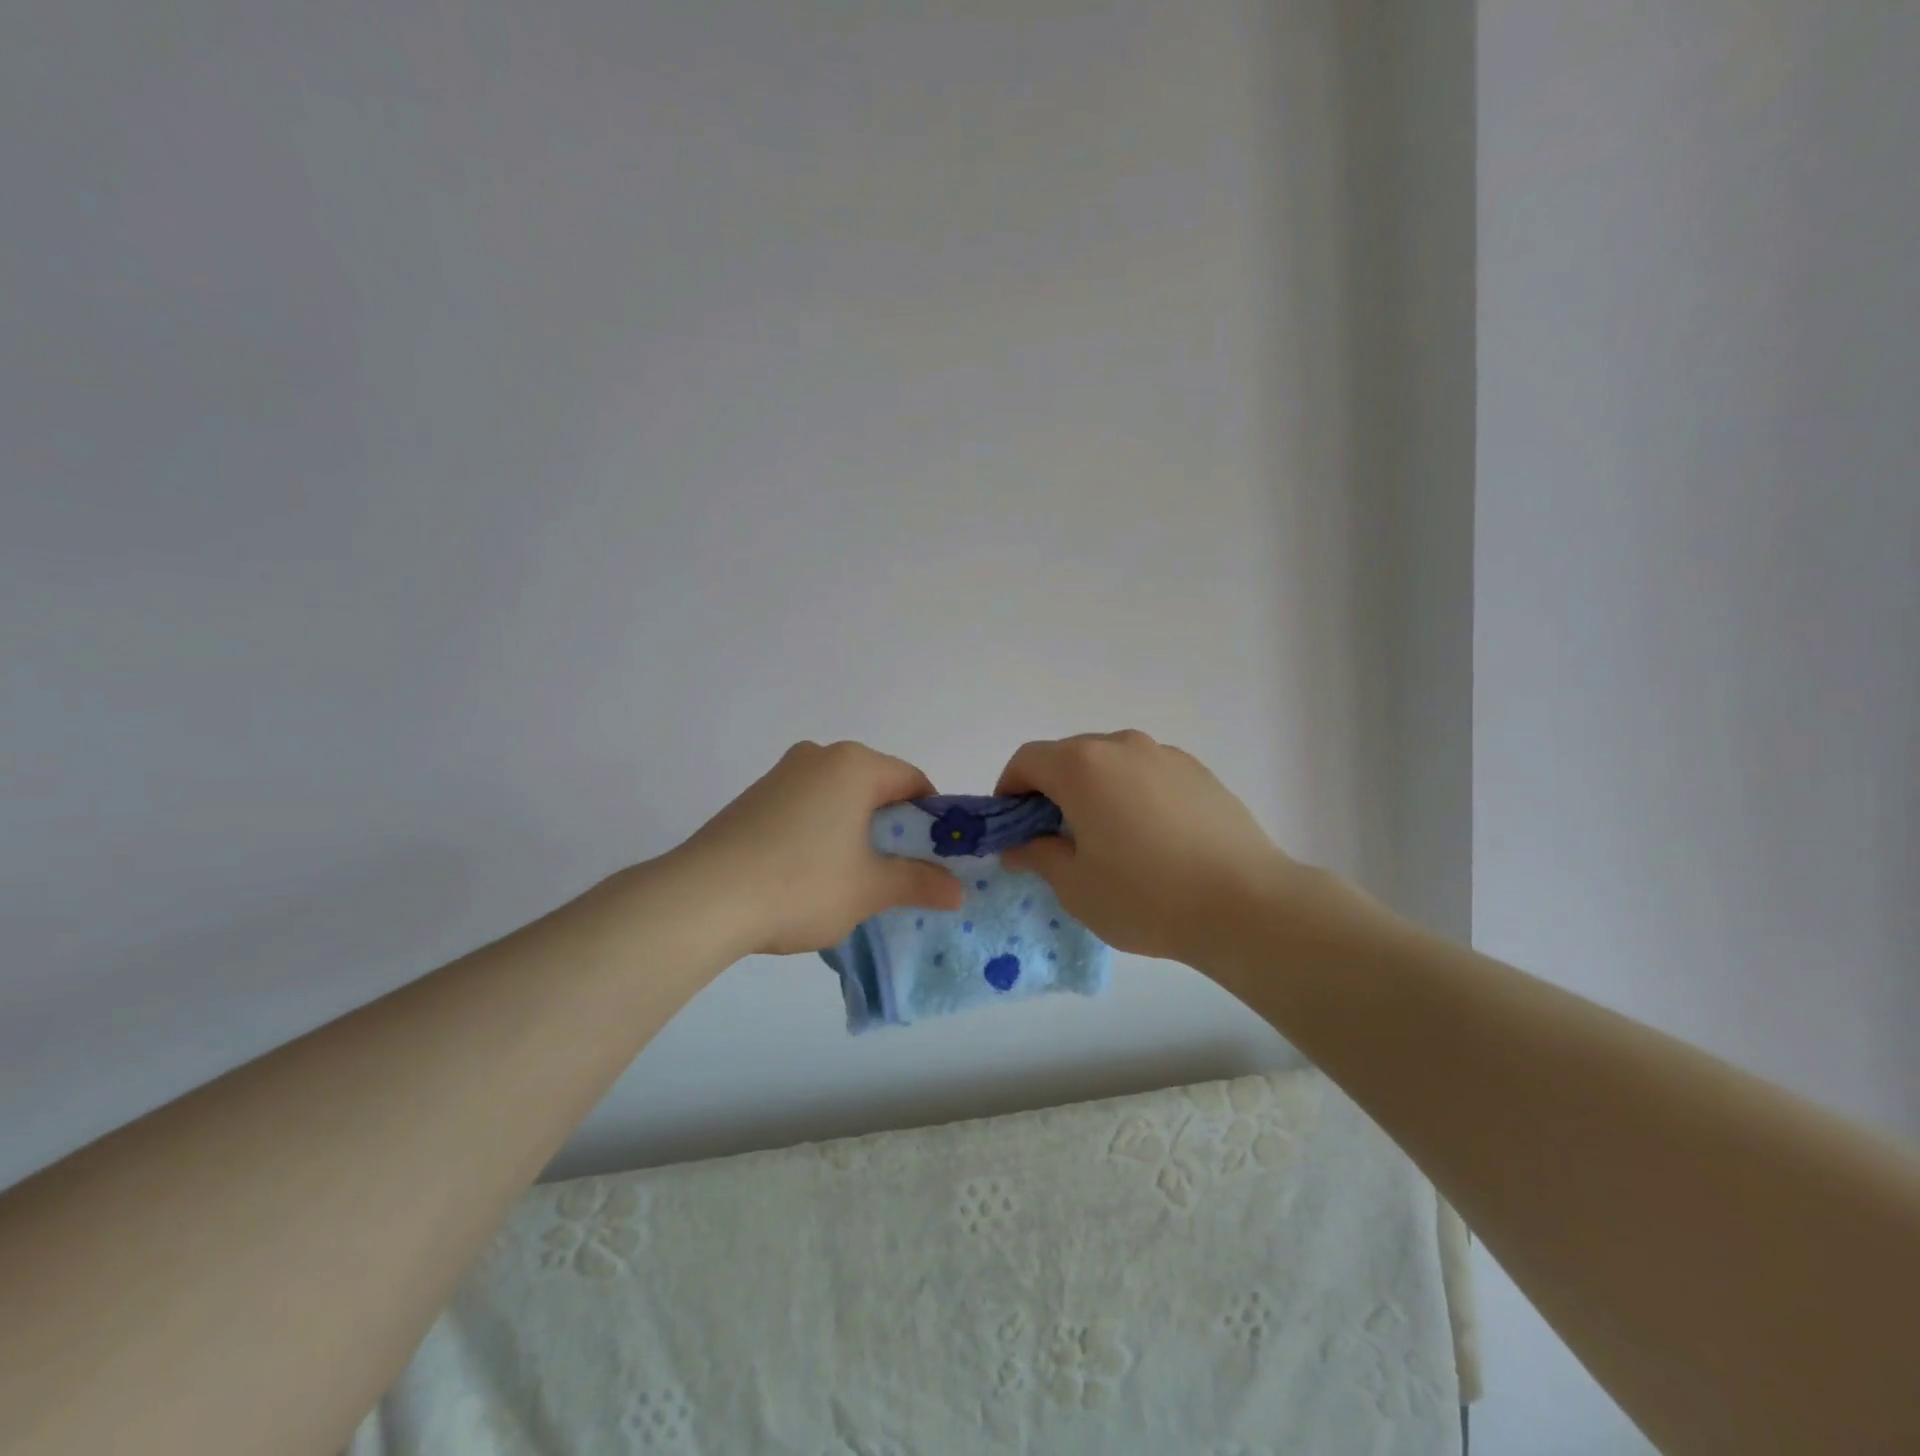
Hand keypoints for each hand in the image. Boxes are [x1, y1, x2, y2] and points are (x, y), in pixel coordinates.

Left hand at [675, 741, 965, 956]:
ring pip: (839, 798)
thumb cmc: (801, 883)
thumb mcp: (869, 889)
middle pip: (876, 787)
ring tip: (851, 879)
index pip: (913, 781)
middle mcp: (819, 756)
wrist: (702, 899)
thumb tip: (957, 891)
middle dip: (893, 828)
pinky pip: (807, 807)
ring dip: (856, 832)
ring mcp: (781, 774)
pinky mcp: (754, 797)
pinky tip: (810, 873)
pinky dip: (822, 832)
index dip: (933, 820)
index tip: (934, 859)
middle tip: (896, 873)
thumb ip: (919, 883)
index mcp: (854, 765)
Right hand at [995, 731, 1301, 966]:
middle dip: (1050, 790)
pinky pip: (1146, 773)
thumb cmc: (1146, 897)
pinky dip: (1131, 793)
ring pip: (1110, 763)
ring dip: (1093, 790)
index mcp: (1082, 766)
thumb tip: (1019, 846)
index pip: (1027, 760)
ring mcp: (1164, 754)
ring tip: (1106, 838)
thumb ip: (1038, 856)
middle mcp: (1121, 746)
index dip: (1009, 789)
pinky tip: (1149, 837)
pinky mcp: (1198, 771)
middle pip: (1068, 756)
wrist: (1246, 904)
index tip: (1012, 825)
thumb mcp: (1076, 886)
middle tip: (1055, 837)